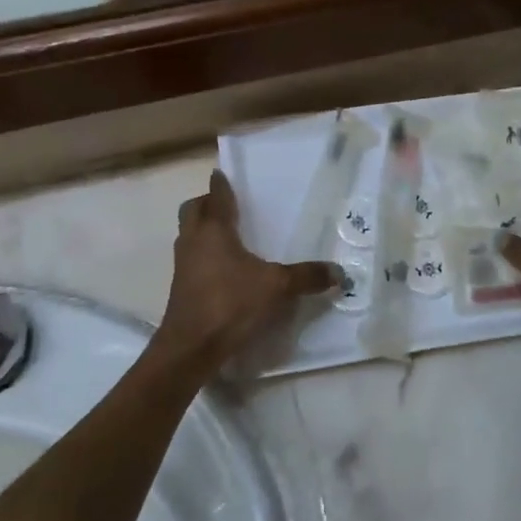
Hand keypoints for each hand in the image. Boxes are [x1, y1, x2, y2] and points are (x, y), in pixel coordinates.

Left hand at [156, 170, 340, 376]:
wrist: (190, 346)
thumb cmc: (230, 303)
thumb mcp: (276, 287)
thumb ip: (306, 277)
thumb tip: (339, 272)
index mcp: (213, 229)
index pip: (216, 195)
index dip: (221, 183)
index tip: (225, 173)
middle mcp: (193, 240)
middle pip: (193, 210)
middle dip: (207, 203)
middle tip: (229, 206)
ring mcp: (183, 264)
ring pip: (189, 234)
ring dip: (203, 229)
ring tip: (230, 237)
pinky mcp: (181, 286)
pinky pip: (191, 258)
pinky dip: (204, 254)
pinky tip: (225, 269)